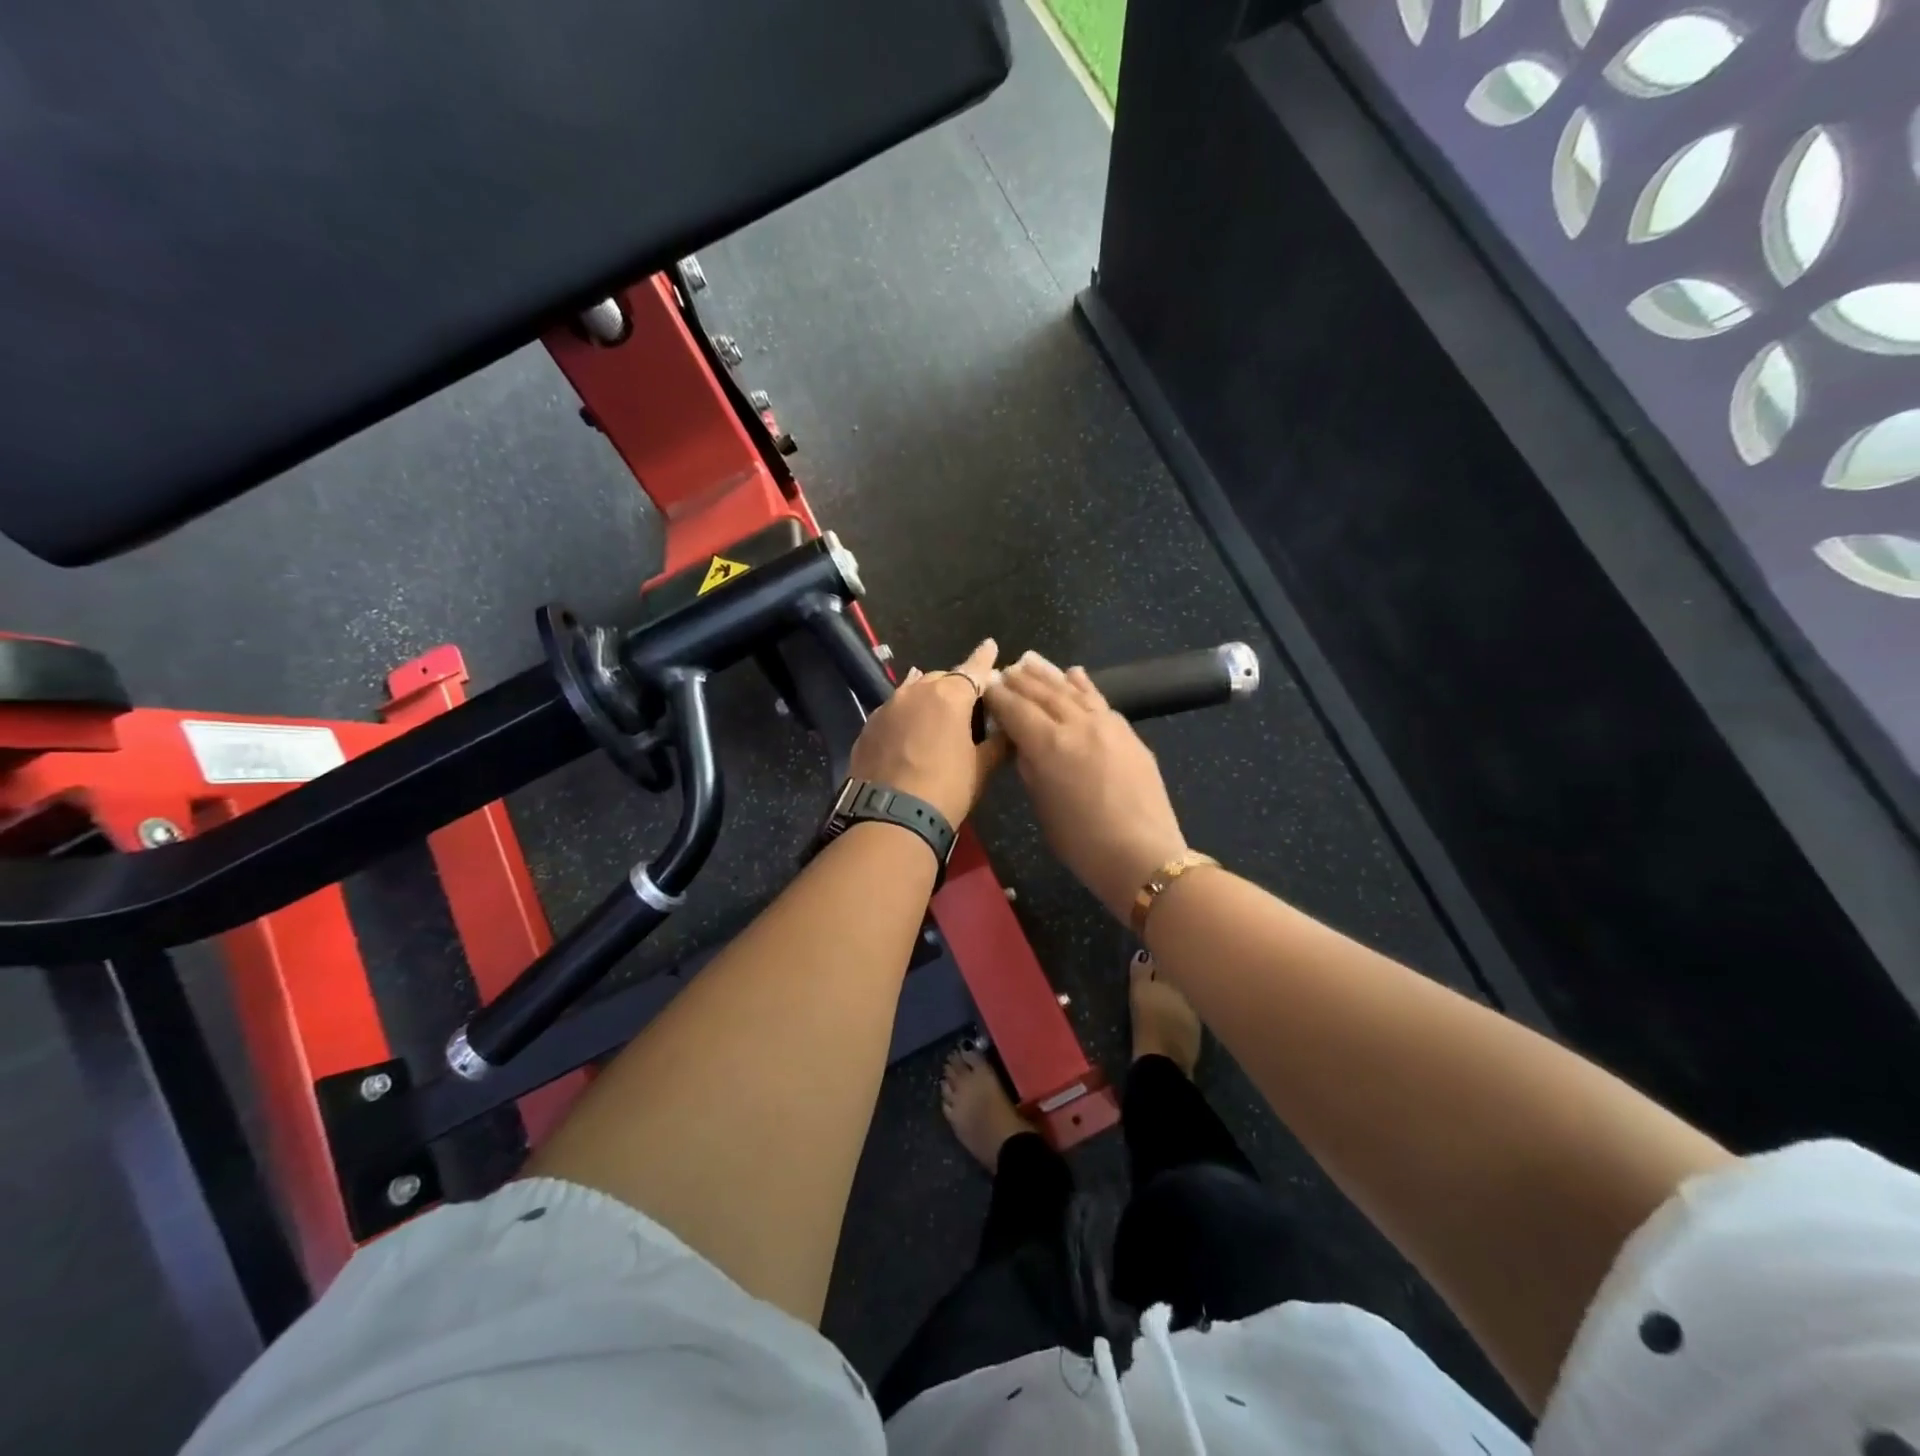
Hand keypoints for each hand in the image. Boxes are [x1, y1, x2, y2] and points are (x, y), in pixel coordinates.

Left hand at [848, 639, 1004, 826]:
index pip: (974, 669)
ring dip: (927, 696)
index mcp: (950, 696)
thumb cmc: (946, 789)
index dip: (984, 658)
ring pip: (913, 691)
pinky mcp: (868, 727)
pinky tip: (909, 728)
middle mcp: (916, 692)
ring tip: (936, 707)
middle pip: (942, 678)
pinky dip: (905, 715)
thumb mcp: (981, 768)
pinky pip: (893, 711)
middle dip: (955, 684)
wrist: (890, 817)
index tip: (990, 645)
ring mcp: (888, 707)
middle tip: (967, 701)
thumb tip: (1009, 731)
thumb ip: (997, 743)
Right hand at [985, 652, 1187, 921]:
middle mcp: (1076, 724)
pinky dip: (1083, 685)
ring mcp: (1106, 724)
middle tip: (1003, 669)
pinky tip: (1073, 673)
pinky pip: (1099, 700)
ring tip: (1030, 660)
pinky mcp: (1127, 732)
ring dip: (1048, 674)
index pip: (1015, 709)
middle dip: (1020, 679)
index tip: (985, 684)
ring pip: (1072, 690)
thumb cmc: (1082, 843)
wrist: (1143, 855)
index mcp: (1048, 744)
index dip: (997, 695)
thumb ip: (1030, 768)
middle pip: (1042, 692)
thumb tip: (1023, 744)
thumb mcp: (1043, 807)